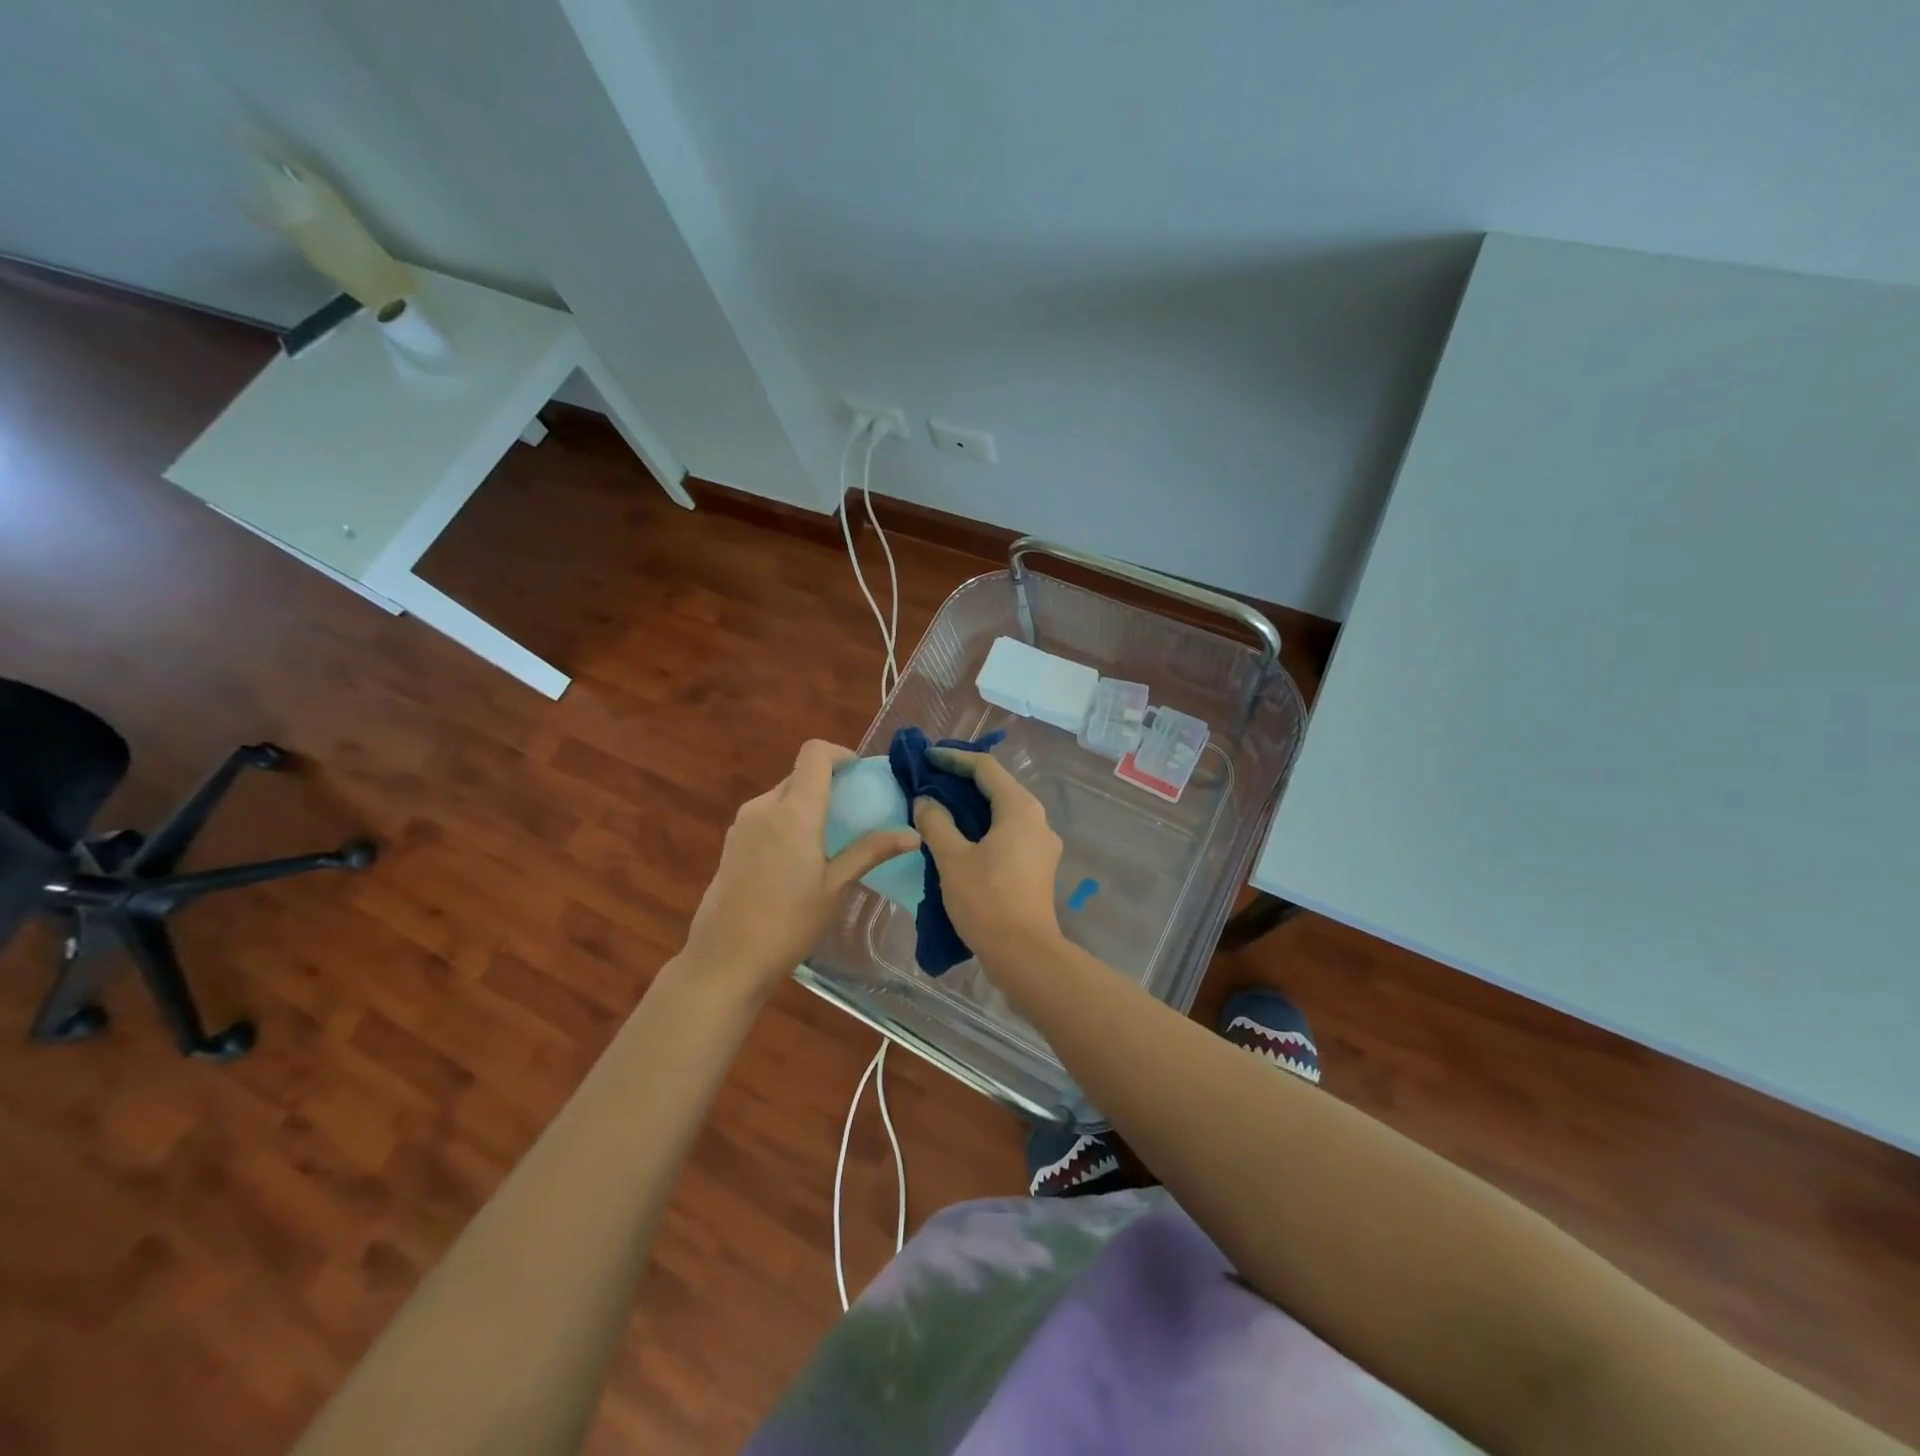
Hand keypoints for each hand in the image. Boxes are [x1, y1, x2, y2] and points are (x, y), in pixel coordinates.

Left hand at [679, 740, 919, 999]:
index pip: (815, 754)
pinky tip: (798, 858)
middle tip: (854, 811)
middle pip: (799, 774)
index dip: (840, 754)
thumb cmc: (787, 923)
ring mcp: (743, 823)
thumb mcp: (835, 887)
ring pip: (782, 795)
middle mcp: (764, 806)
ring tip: (829, 838)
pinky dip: (787, 820)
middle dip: (828, 783)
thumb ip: (870, 852)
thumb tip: (912, 834)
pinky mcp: (731, 842)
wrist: (725, 959)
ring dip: (807, 803)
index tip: (860, 776)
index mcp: (794, 811)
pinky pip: (766, 815)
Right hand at [912, 747, 1064, 963]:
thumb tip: (925, 800)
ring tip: (940, 807)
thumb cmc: (986, 901)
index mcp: (1020, 808)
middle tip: (929, 780)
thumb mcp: (952, 859)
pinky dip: (984, 826)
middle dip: (962, 781)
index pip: (985, 768)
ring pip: (1004, 811)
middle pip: (998, 787)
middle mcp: (1038, 819)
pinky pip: (1009, 832)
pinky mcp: (1039, 865)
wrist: (1024, 954)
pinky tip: (960, 837)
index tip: (927, 758)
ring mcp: (1042, 844)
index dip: (954, 759)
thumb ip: (936, 822)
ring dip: (973, 805)